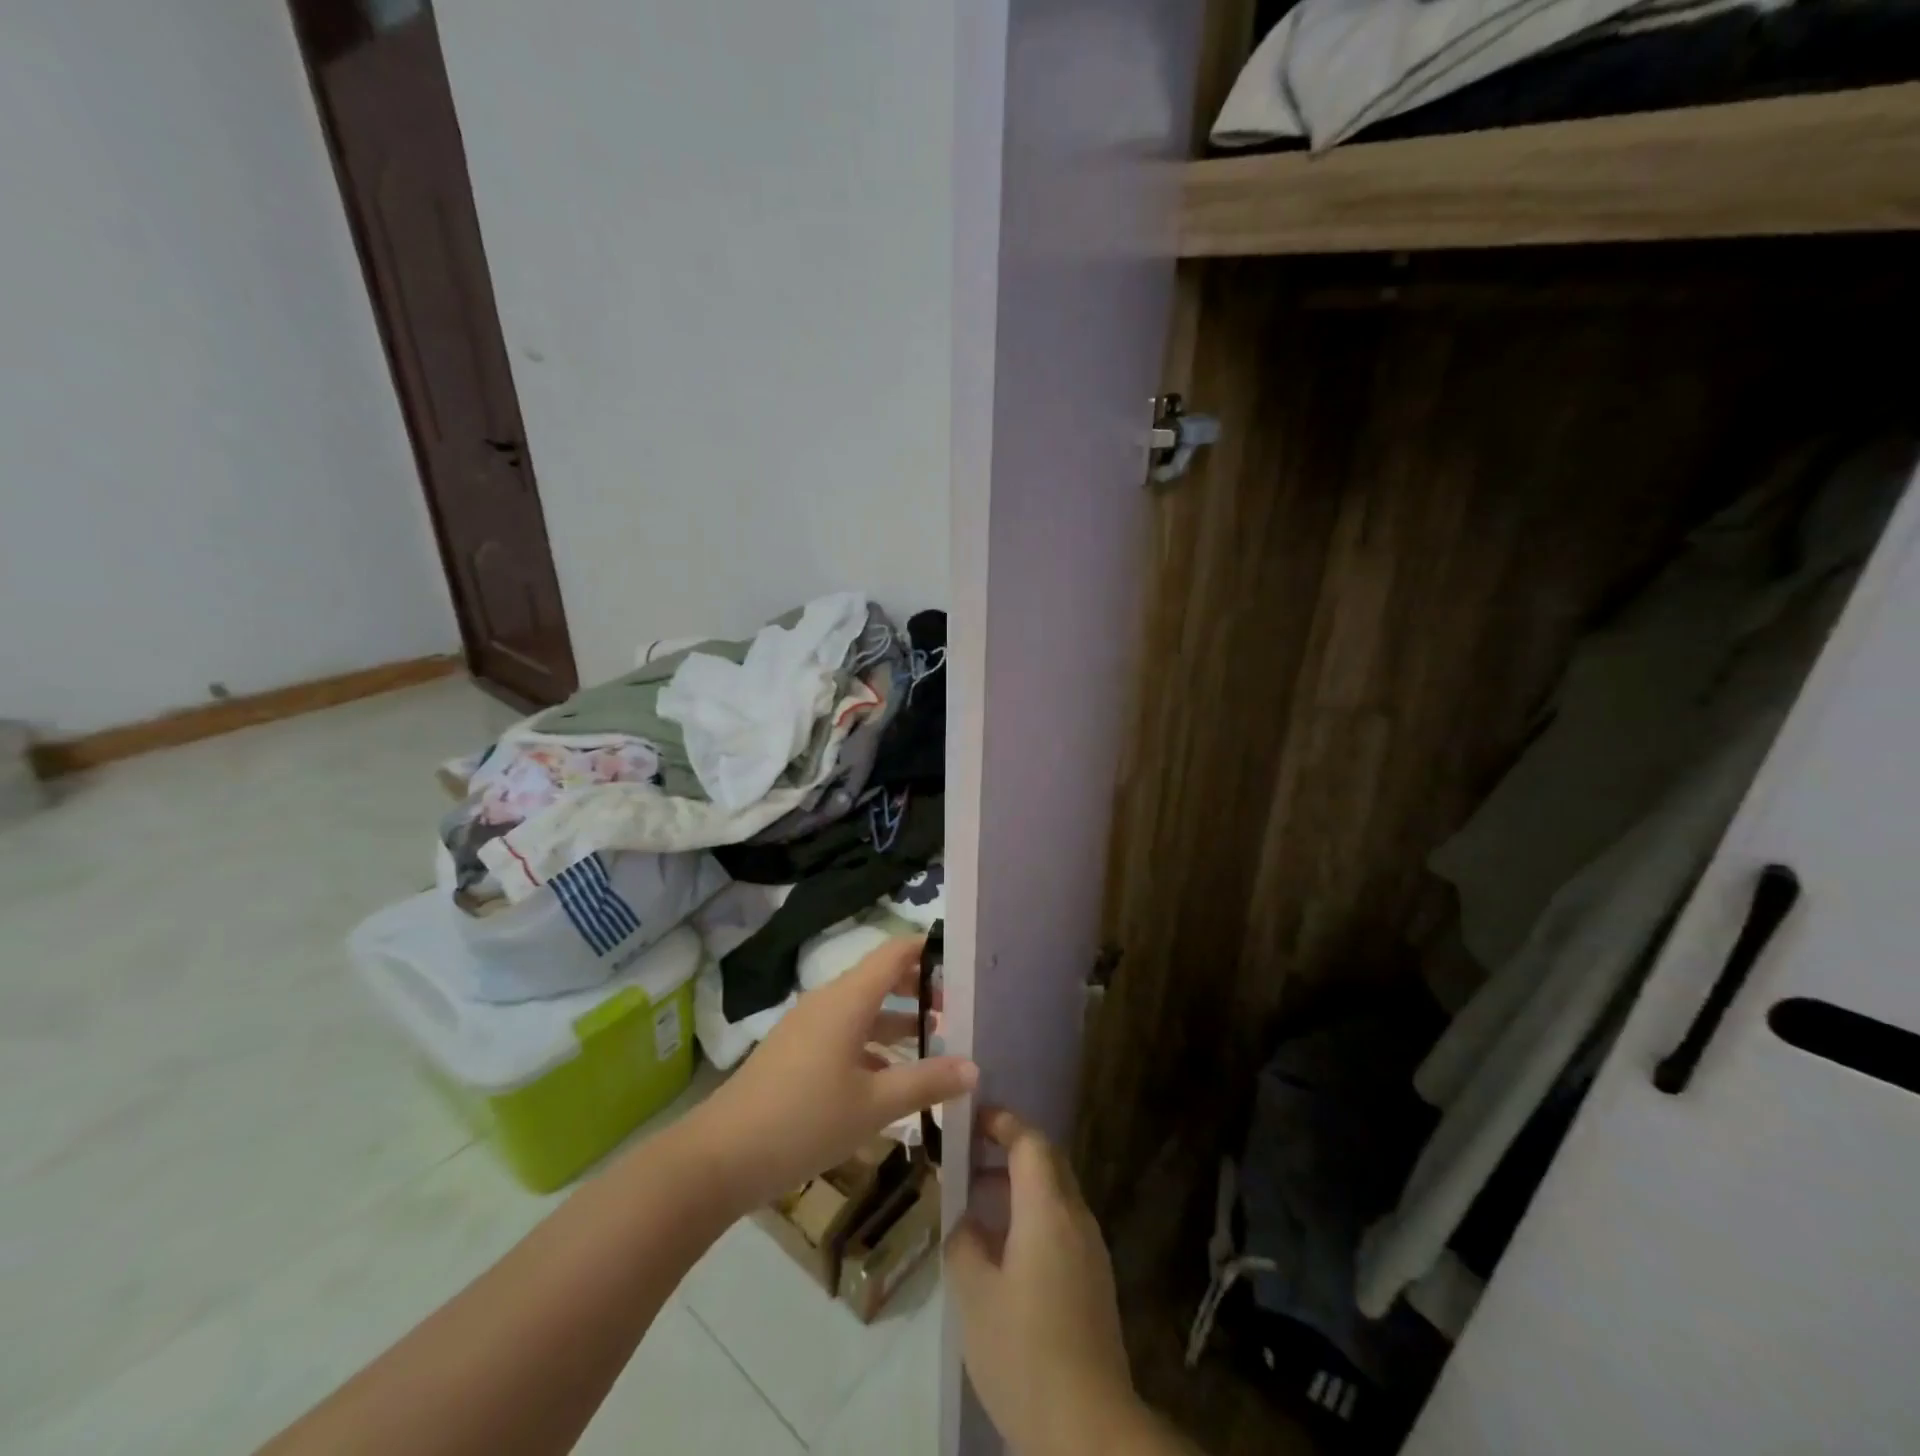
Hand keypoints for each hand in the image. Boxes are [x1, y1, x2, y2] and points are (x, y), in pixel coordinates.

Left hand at [689, 936, 975, 1215]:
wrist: (720, 1157)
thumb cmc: (804, 1120)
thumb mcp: (874, 1105)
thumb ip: (926, 1083)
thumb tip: (974, 1068)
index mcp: (848, 1000)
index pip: (895, 952)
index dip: (929, 950)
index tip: (964, 961)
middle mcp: (828, 1002)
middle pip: (881, 979)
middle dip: (920, 990)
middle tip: (959, 1009)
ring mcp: (809, 1027)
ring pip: (864, 1010)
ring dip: (899, 1022)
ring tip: (938, 1043)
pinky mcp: (796, 1053)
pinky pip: (845, 1034)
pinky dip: (874, 1045)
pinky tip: (892, 1078)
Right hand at [946, 1109, 1145, 1455]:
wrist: (1088, 1429)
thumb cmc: (1024, 1351)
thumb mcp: (974, 1295)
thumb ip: (964, 1243)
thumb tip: (967, 1222)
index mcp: (1048, 1209)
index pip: (1029, 1141)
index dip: (1001, 1123)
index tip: (971, 1120)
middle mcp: (1076, 1218)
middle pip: (1047, 1161)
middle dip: (1009, 1149)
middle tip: (970, 1156)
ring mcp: (1090, 1250)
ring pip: (1055, 1194)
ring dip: (1019, 1186)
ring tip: (977, 1204)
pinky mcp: (1094, 1281)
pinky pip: (1062, 1225)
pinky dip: (1032, 1216)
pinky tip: (1003, 1250)